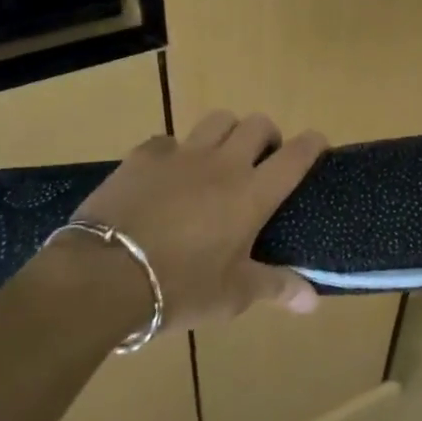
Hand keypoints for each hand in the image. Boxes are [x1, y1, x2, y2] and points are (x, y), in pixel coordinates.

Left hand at [72, 111, 326, 331]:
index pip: (296, 155)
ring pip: (218, 120)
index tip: (318, 145)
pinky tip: (168, 176)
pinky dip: (176, 152)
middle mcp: (223, 164)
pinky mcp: (143, 156)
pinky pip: (169, 140)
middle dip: (267, 137)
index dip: (313, 144)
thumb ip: (275, 288)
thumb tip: (313, 300)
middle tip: (261, 163)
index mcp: (252, 194)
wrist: (103, 275)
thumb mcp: (232, 295)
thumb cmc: (179, 288)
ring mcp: (182, 154)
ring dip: (227, 133)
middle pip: (258, 125)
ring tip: (220, 159)